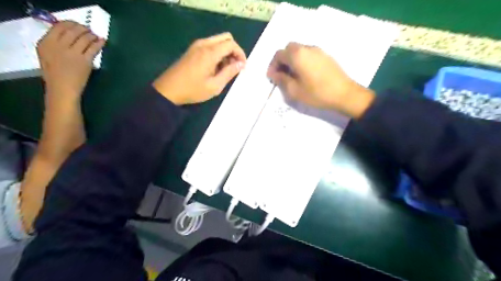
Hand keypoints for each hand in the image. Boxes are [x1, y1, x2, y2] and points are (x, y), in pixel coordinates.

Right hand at [36, 20, 104, 97]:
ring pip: (84, 38)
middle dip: (82, 28)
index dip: (70, 24)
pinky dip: (99, 43)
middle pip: (72, 31)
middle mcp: (58, 45)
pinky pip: (93, 48)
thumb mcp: (47, 56)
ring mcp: (72, 53)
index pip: (58, 27)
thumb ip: (54, 45)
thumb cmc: (55, 75)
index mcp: (45, 43)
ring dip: (91, 35)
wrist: (62, 88)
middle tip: (89, 30)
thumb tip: (66, 36)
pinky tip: (102, 41)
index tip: (77, 25)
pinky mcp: (84, 60)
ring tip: (96, 36)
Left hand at [152, 32, 245, 104]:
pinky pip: (210, 45)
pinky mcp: (192, 50)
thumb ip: (229, 73)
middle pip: (226, 38)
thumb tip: (240, 64)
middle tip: (236, 66)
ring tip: (226, 69)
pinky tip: (216, 68)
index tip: (243, 66)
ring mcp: (196, 46)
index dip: (240, 54)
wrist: (168, 90)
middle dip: (234, 50)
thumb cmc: (193, 90)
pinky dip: (218, 53)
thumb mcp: (215, 86)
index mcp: (210, 52)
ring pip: (218, 41)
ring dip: (226, 52)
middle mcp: (204, 44)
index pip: (231, 44)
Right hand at [268, 42, 372, 116]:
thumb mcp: (294, 90)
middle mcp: (307, 48)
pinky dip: (302, 60)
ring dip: (292, 60)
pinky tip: (305, 74)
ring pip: (299, 50)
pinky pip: (309, 54)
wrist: (344, 94)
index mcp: (297, 55)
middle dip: (282, 60)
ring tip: (292, 76)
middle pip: (289, 49)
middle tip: (281, 75)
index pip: (279, 54)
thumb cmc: (317, 93)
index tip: (272, 77)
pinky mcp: (326, 56)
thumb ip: (281, 80)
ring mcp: (318, 50)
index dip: (272, 65)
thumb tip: (273, 74)